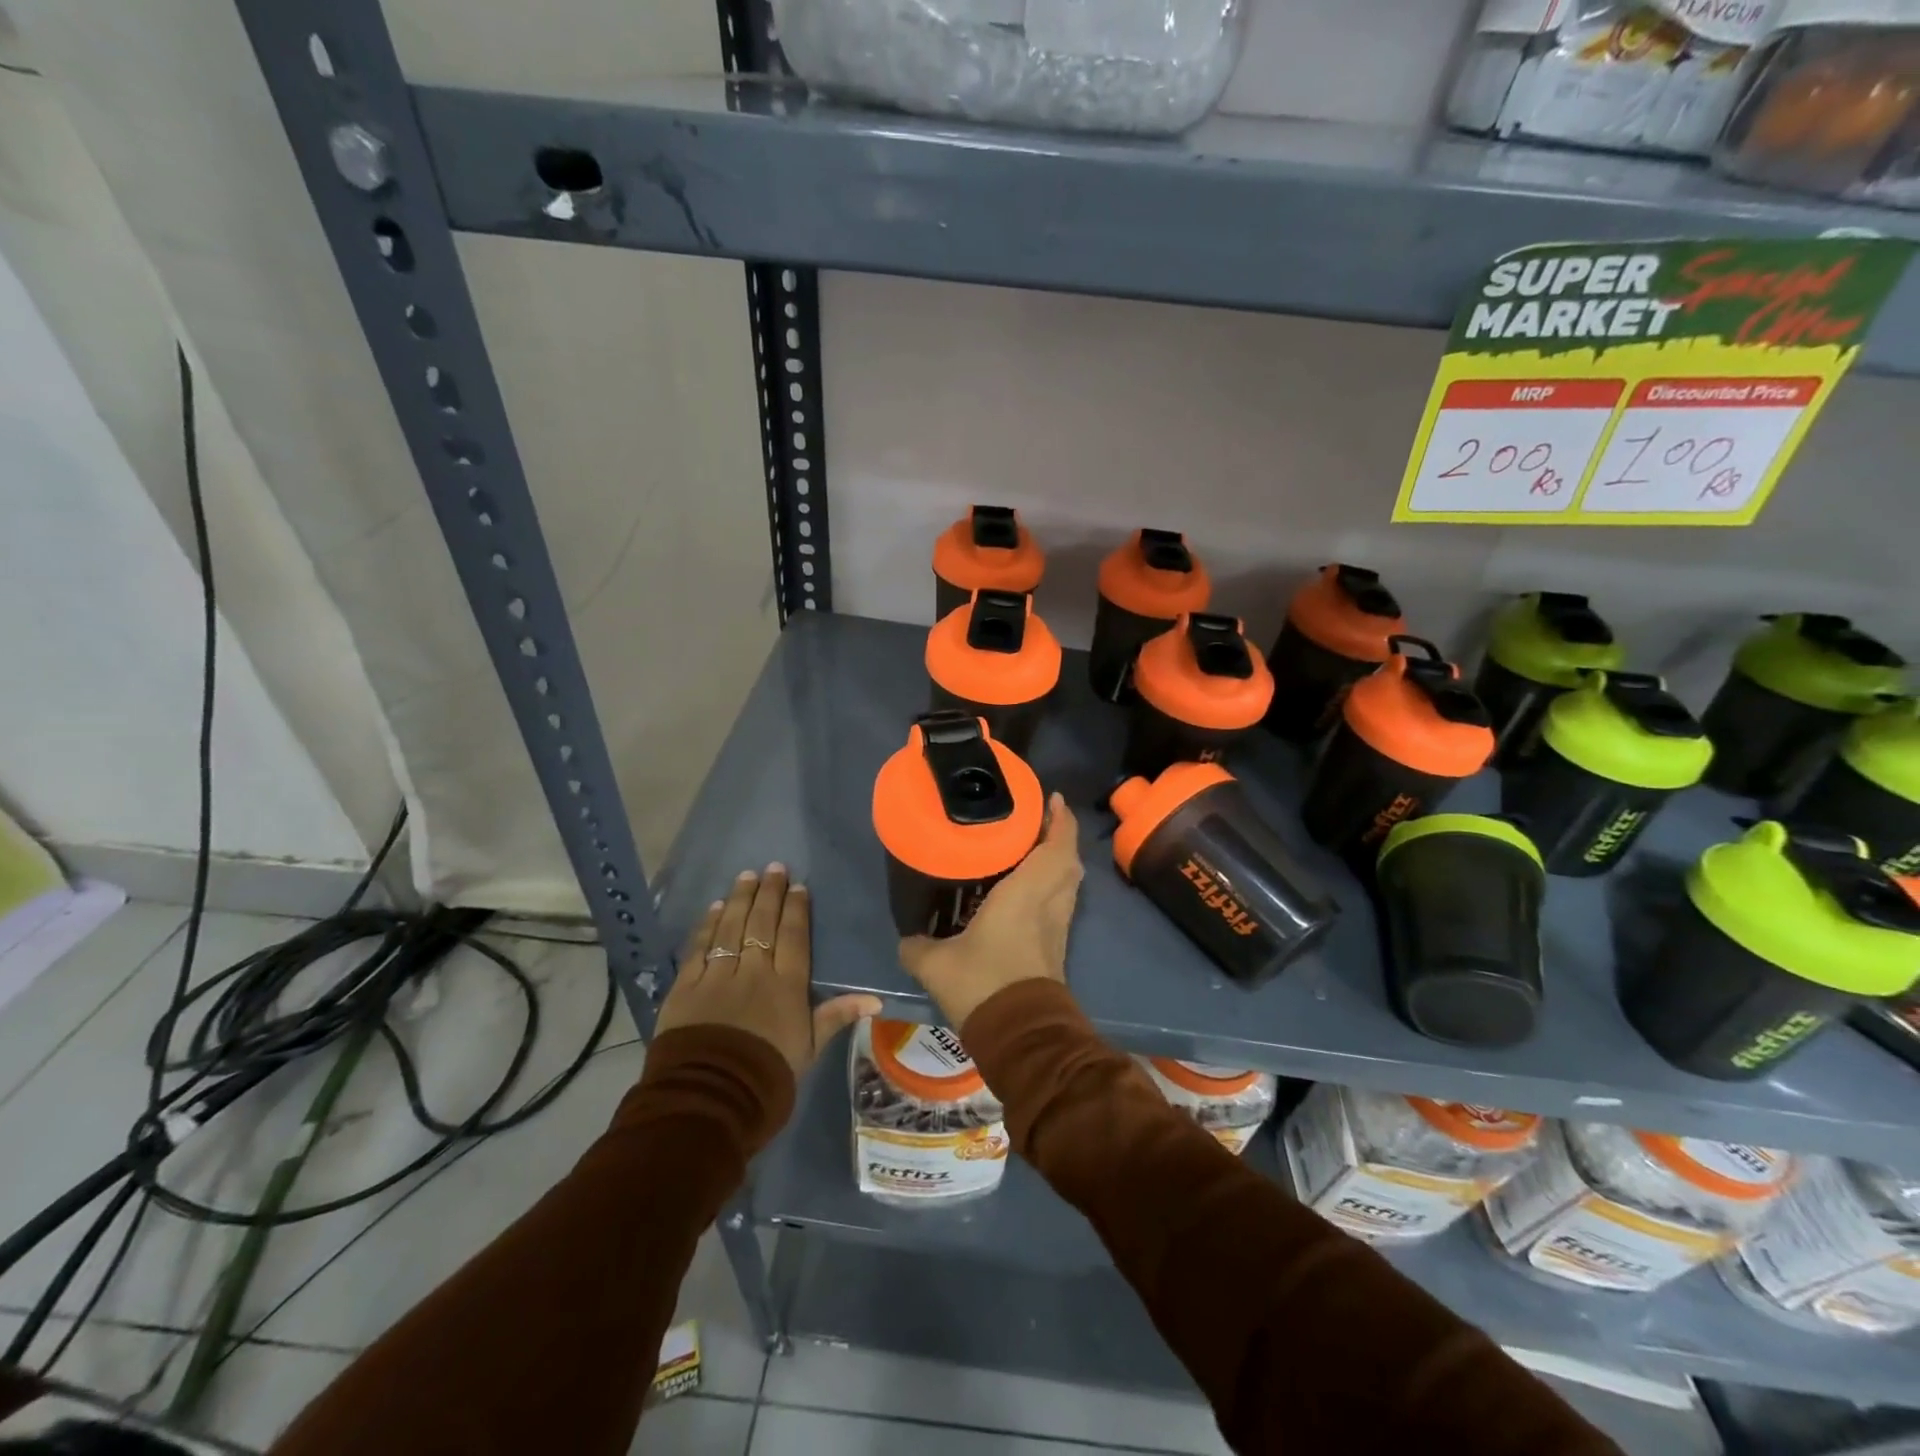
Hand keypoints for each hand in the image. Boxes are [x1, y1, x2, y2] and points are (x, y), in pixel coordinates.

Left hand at [656, 864, 879, 1074]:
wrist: (711, 1100)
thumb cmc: (768, 1077)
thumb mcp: (809, 1049)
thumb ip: (836, 1017)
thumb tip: (876, 999)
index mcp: (786, 986)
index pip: (793, 937)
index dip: (796, 909)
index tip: (798, 885)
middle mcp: (754, 972)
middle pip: (762, 924)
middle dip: (769, 893)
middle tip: (773, 867)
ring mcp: (717, 976)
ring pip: (730, 928)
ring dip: (739, 899)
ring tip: (746, 876)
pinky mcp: (686, 987)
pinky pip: (699, 948)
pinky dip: (706, 925)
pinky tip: (713, 908)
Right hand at [898, 794, 1082, 1030]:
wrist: (1021, 1037)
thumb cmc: (983, 984)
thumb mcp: (936, 965)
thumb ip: (917, 946)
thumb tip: (905, 939)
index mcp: (1026, 894)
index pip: (1055, 848)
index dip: (1060, 821)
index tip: (1054, 799)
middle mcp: (1048, 905)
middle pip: (1069, 862)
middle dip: (1061, 838)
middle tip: (1038, 822)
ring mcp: (1057, 928)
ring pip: (1069, 884)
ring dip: (1059, 862)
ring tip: (1033, 850)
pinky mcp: (1056, 949)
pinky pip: (1061, 904)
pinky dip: (1053, 887)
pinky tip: (1027, 892)